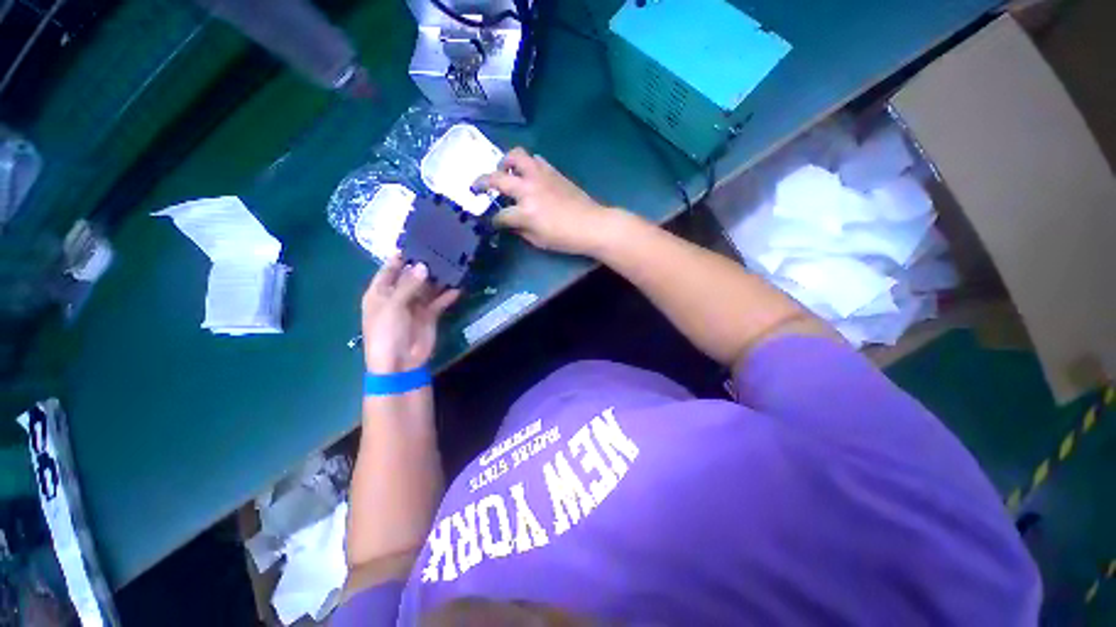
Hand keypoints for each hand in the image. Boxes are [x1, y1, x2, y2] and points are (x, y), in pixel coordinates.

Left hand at [361, 255, 458, 372]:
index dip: (401, 256)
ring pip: (428, 287)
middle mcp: (398, 296)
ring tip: (453, 264)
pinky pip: (439, 302)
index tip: (417, 241)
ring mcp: (415, 306)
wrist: (400, 363)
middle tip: (441, 250)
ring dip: (439, 279)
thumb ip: (408, 285)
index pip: (390, 269)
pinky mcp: (430, 315)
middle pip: (412, 276)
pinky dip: (448, 295)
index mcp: (380, 292)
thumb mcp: (393, 307)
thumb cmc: (387, 333)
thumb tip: (424, 265)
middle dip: (425, 265)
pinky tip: (458, 287)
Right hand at [475, 148, 620, 255]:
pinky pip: (535, 160)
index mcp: (525, 211)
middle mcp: (528, 188)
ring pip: (516, 156)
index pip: (500, 215)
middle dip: (482, 182)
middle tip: (478, 186)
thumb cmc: (566, 238)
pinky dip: (527, 164)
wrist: (592, 224)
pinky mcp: (552, 171)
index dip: (494, 220)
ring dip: (505, 162)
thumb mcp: (539, 241)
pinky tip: (529, 174)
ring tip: (505, 172)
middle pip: (497, 178)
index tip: (494, 222)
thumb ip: (520, 230)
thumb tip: (511, 222)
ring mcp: (540, 176)